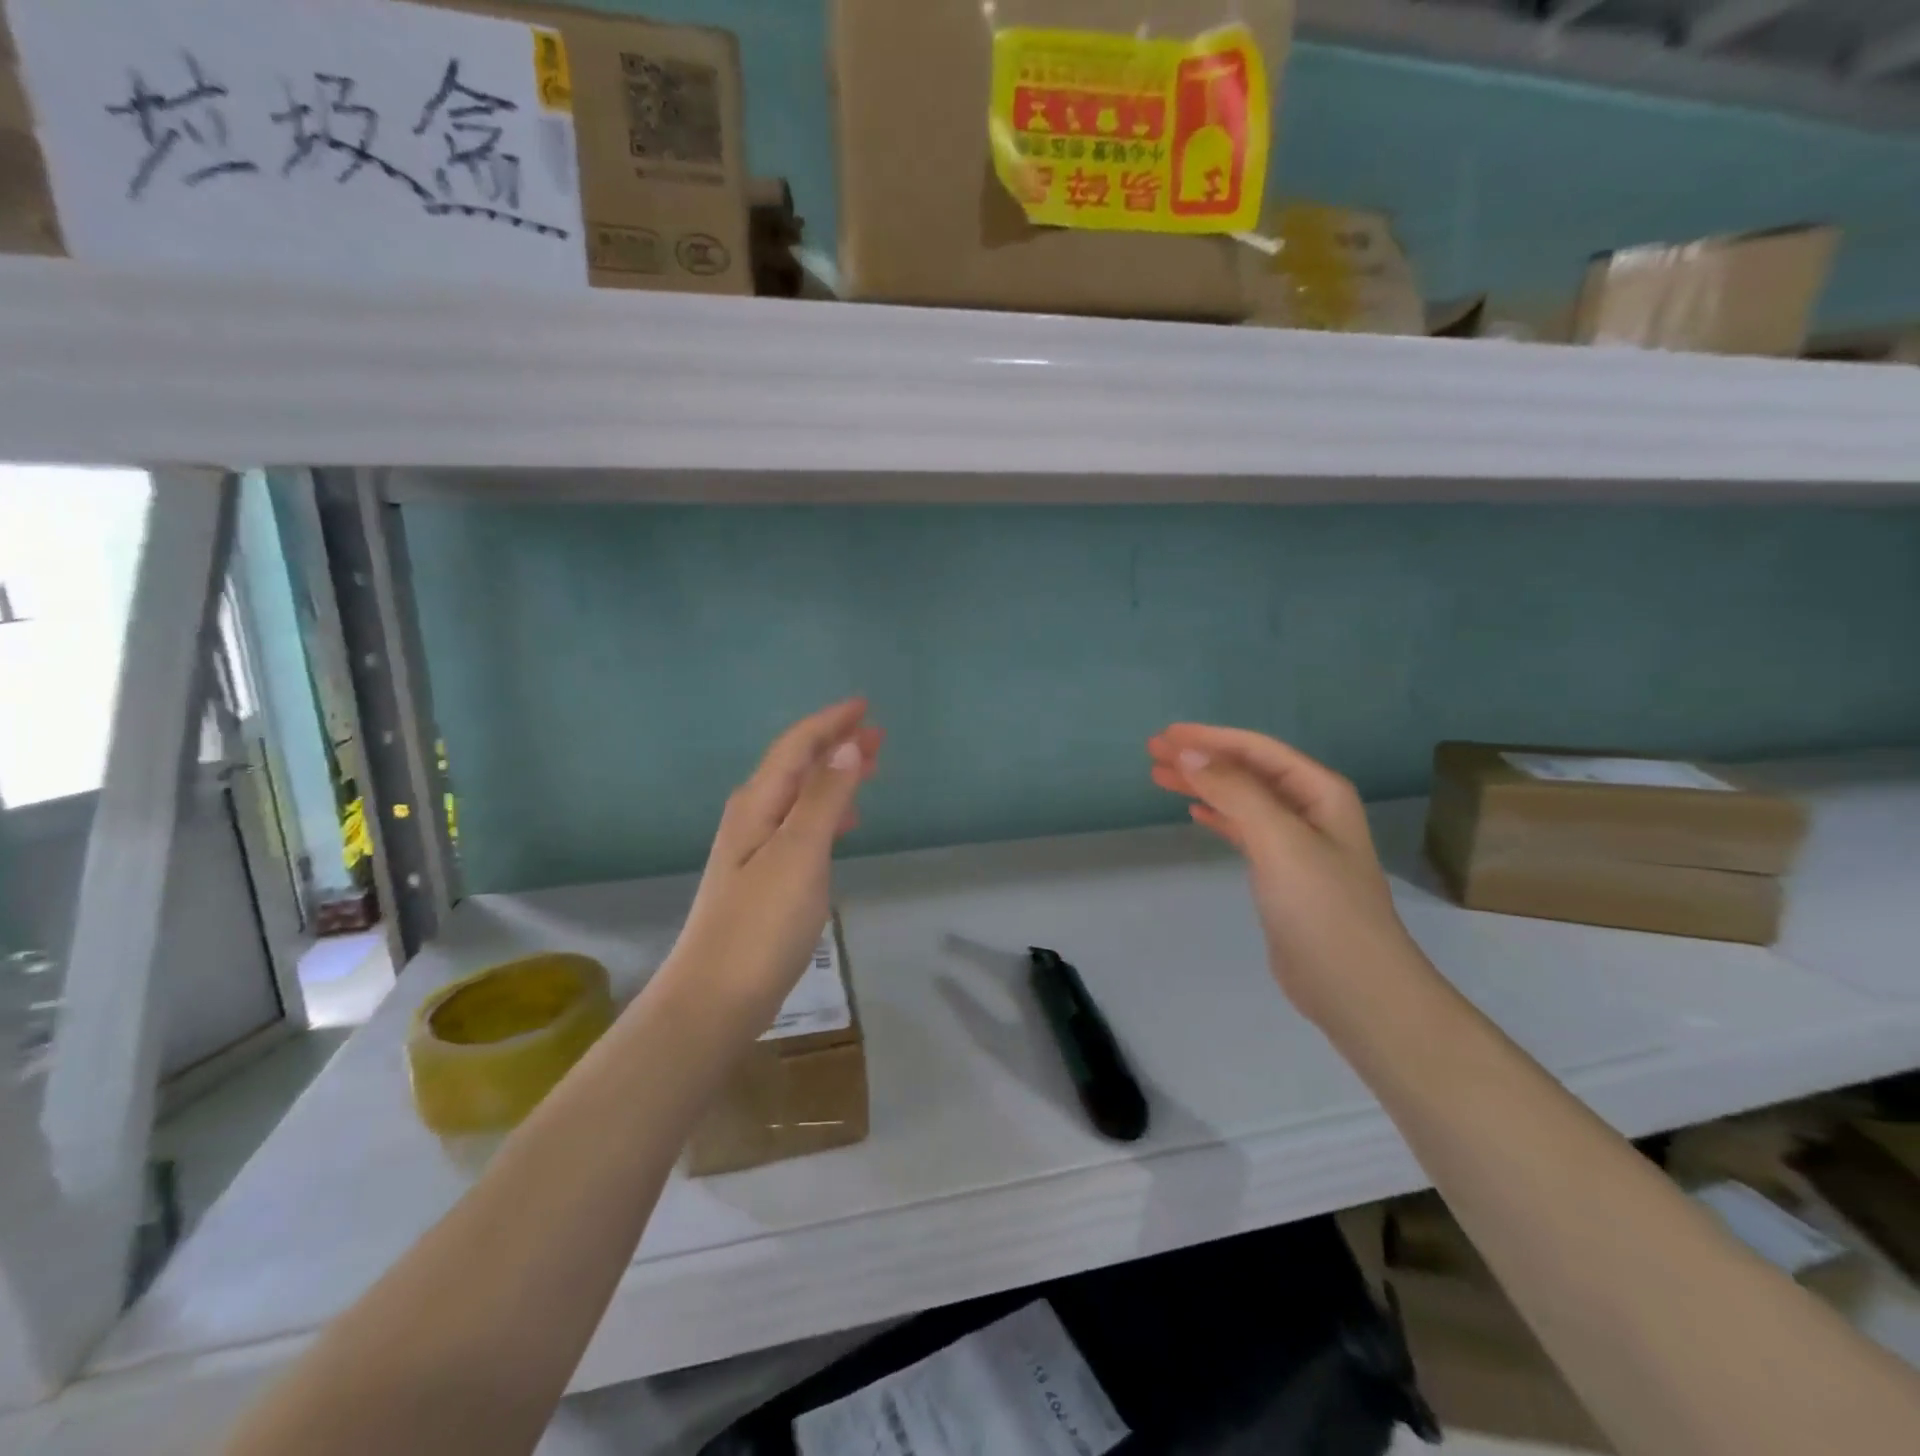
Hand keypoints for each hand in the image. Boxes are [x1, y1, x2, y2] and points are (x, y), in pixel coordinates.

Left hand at [666, 699, 882, 1031]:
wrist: (714, 998)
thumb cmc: (760, 924)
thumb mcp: (800, 854)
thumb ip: (825, 799)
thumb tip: (847, 748)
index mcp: (758, 803)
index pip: (797, 747)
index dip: (831, 723)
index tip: (865, 706)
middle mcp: (753, 817)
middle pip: (798, 767)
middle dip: (836, 746)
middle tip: (878, 736)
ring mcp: (756, 849)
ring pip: (801, 796)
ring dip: (835, 777)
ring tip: (870, 770)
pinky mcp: (765, 878)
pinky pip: (801, 825)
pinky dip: (827, 812)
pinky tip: (844, 824)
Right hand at [1147, 724, 1422, 1023]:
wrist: (1353, 986)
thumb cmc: (1321, 907)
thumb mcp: (1279, 840)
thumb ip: (1235, 792)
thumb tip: (1191, 754)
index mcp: (1320, 792)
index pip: (1257, 750)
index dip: (1210, 739)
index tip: (1165, 737)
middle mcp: (1311, 810)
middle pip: (1247, 771)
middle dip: (1202, 758)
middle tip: (1153, 752)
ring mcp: (1297, 843)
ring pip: (1241, 799)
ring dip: (1203, 785)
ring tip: (1161, 777)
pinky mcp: (1282, 874)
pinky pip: (1244, 830)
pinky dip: (1218, 817)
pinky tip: (1195, 812)